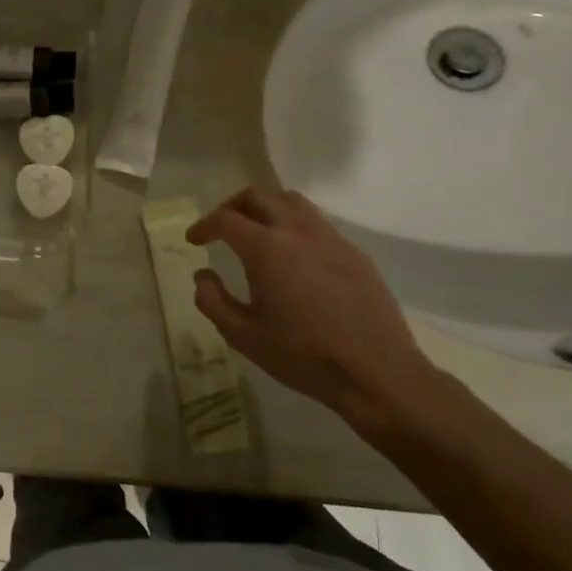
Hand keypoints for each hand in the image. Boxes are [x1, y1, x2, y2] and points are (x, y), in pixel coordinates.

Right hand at [186, 187, 437, 424]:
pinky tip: (292, 256)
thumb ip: (212, 301)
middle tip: (220, 227)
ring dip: (266, 207)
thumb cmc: (302, 355)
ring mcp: (332, 240)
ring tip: (256, 231)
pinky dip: (294, 225)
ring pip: (292, 202)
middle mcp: (298, 232)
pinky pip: (317, 223)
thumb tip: (203, 276)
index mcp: (267, 249)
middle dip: (231, 206)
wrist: (377, 373)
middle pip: (258, 197)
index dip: (204, 225)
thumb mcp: (243, 335)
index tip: (194, 240)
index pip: (226, 219)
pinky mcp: (355, 254)